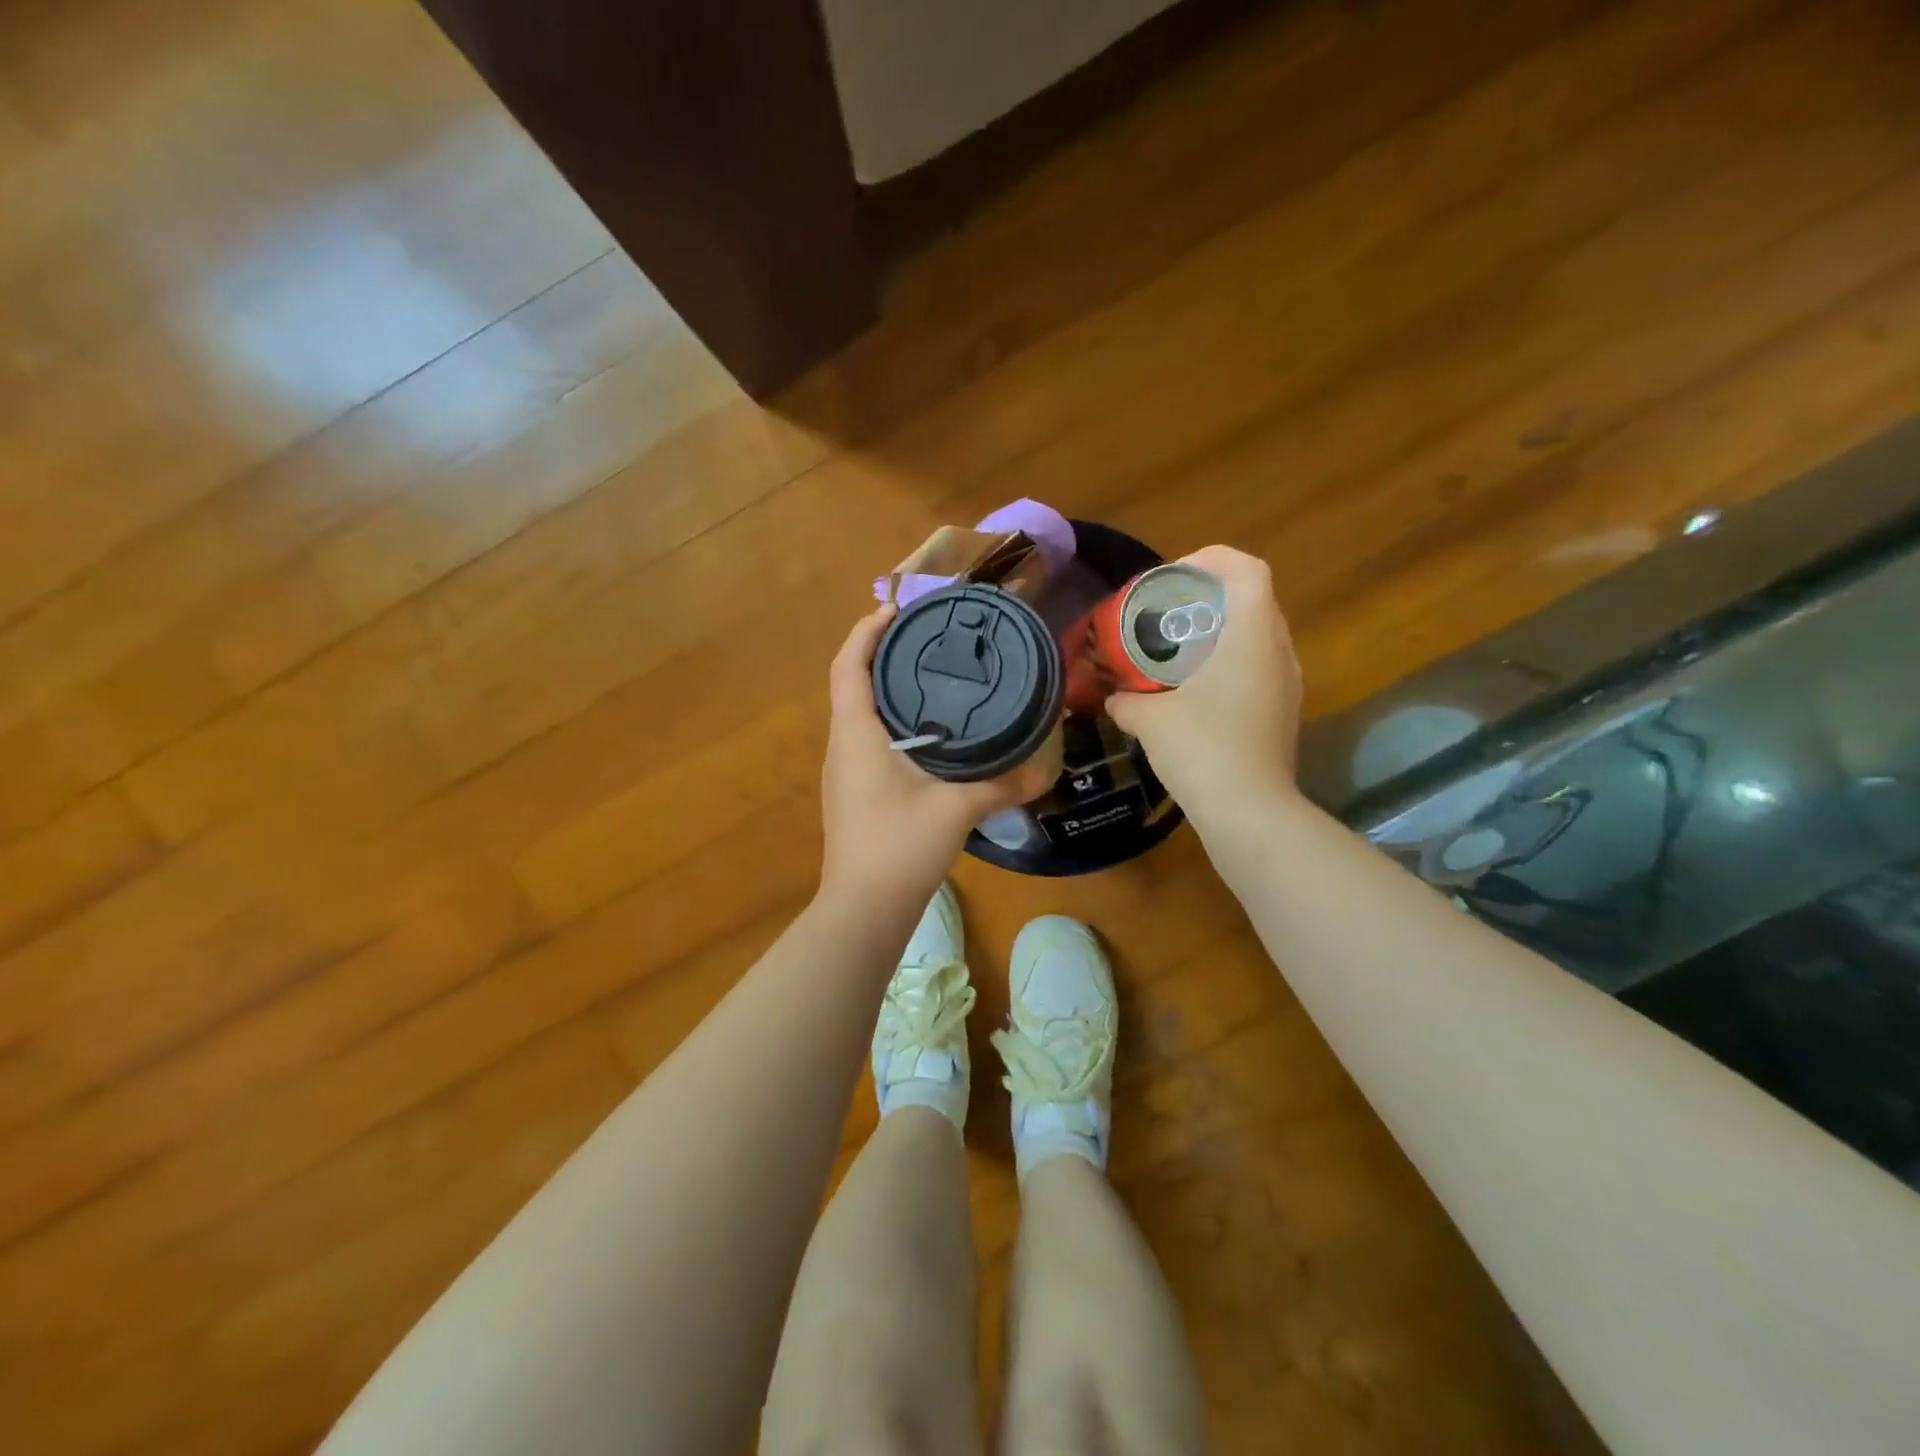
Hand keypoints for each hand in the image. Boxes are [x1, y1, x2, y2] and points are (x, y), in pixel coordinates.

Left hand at [820, 606, 1053, 908]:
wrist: (863, 910)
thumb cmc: (898, 847)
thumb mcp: (956, 810)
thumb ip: (1002, 785)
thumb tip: (1045, 770)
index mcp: (856, 734)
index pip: (849, 665)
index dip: (866, 631)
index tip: (896, 609)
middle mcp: (842, 745)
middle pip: (853, 684)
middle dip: (882, 654)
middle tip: (926, 638)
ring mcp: (844, 772)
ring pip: (859, 714)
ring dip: (886, 690)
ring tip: (930, 678)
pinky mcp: (853, 794)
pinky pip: (867, 741)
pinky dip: (891, 723)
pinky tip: (927, 735)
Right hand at [1106, 546, 1302, 823]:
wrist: (1249, 813)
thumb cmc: (1202, 750)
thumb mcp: (1149, 720)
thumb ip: (1126, 699)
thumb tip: (1112, 697)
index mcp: (1252, 637)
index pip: (1247, 569)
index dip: (1211, 560)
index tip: (1171, 578)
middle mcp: (1278, 652)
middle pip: (1252, 599)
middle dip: (1209, 597)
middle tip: (1167, 613)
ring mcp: (1286, 685)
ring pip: (1256, 636)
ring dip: (1219, 632)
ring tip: (1177, 650)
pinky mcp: (1282, 713)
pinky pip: (1257, 668)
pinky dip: (1227, 664)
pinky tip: (1193, 692)